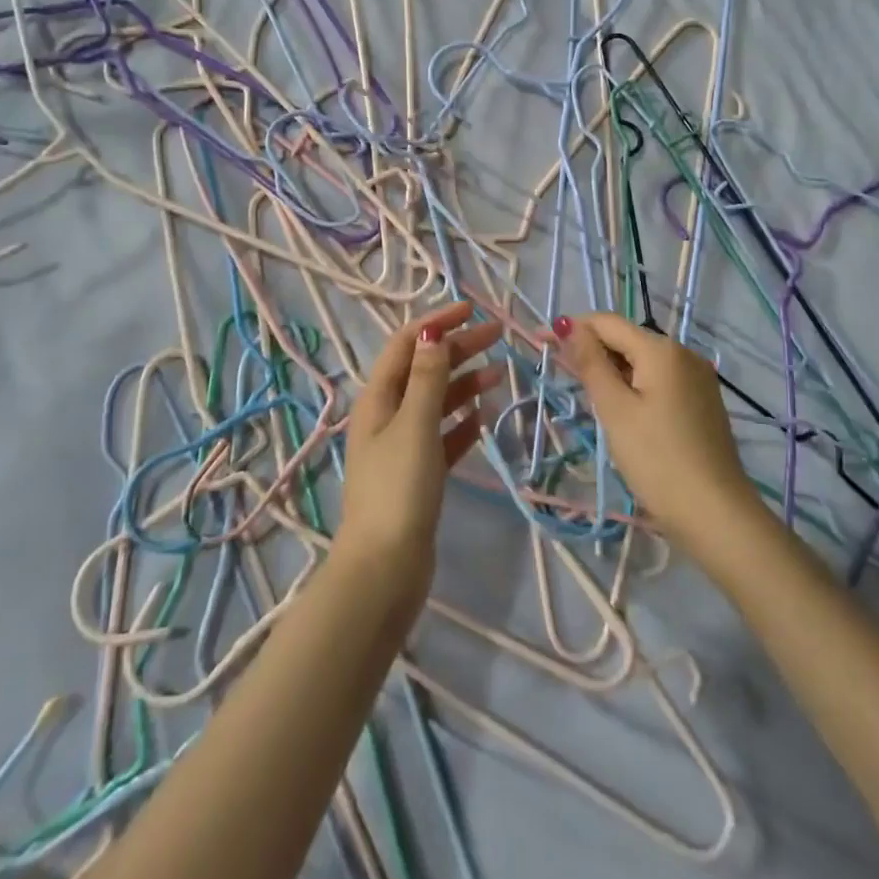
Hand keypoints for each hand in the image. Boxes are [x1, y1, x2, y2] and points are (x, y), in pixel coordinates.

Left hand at [336, 301, 504, 606]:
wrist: (385, 568)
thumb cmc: (399, 488)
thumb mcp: (415, 424)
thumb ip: (427, 377)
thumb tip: (433, 332)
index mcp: (378, 398)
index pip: (406, 344)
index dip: (437, 322)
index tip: (473, 310)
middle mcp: (387, 415)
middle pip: (424, 369)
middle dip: (457, 348)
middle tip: (498, 335)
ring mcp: (402, 446)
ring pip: (436, 401)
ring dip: (464, 383)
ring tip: (500, 373)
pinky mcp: (418, 473)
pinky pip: (443, 435)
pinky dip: (462, 422)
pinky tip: (484, 417)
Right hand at [550, 312, 759, 551]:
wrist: (716, 515)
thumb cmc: (657, 460)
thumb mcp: (615, 410)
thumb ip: (591, 363)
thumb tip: (569, 325)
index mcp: (661, 349)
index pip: (607, 323)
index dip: (571, 327)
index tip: (540, 341)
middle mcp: (684, 353)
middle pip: (627, 339)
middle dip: (592, 350)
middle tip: (561, 376)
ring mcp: (698, 377)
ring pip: (643, 361)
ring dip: (612, 370)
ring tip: (588, 396)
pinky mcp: (702, 401)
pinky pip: (659, 380)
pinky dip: (635, 385)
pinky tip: (622, 410)